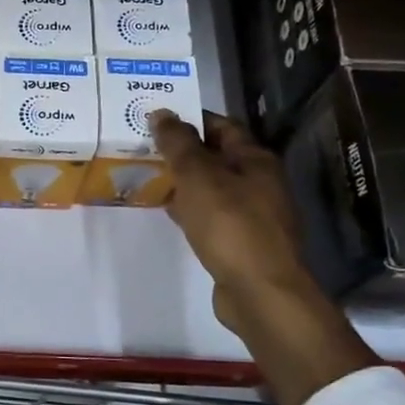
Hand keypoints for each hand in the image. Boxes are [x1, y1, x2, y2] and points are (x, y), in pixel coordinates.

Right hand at [152, 111, 372, 404]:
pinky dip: (190, 208)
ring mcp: (254, 215)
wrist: (259, 291)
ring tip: (148, 176)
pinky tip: (168, 212)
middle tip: (144, 147)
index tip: (155, 119)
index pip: (221, 126)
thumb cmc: (230, 225)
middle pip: (217, 157)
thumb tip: (162, 113)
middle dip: (182, 152)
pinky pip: (212, 215)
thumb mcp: (198, 176)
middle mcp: (260, 183)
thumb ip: (178, 143)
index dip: (189, 120)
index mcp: (255, 160)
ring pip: (213, 188)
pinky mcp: (243, 242)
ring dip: (184, 182)